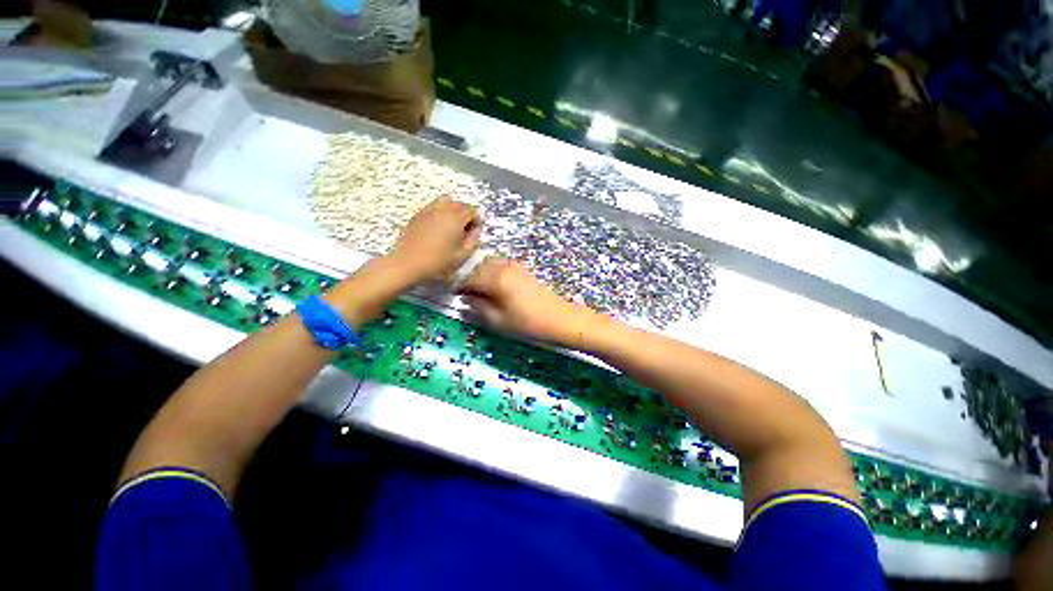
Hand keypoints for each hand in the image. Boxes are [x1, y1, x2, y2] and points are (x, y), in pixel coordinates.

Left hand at [388, 197, 481, 283]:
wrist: (408, 263)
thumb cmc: (438, 262)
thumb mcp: (462, 255)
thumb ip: (473, 240)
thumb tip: (475, 230)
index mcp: (455, 219)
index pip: (471, 210)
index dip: (476, 219)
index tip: (475, 231)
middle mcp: (443, 210)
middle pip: (459, 203)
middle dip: (466, 213)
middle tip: (466, 229)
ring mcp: (428, 210)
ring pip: (445, 201)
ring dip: (453, 209)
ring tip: (452, 224)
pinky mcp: (418, 214)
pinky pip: (433, 206)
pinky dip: (440, 211)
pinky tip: (438, 227)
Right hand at [459, 257, 596, 346]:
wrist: (559, 319)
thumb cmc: (527, 323)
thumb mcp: (497, 320)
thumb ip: (477, 307)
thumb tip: (465, 297)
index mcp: (494, 278)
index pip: (467, 277)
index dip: (457, 286)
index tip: (452, 296)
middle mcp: (503, 266)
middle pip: (477, 267)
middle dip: (468, 279)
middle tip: (464, 295)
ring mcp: (514, 266)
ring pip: (488, 265)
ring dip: (480, 275)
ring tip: (479, 293)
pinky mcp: (522, 269)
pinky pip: (499, 267)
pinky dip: (491, 274)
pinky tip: (494, 289)